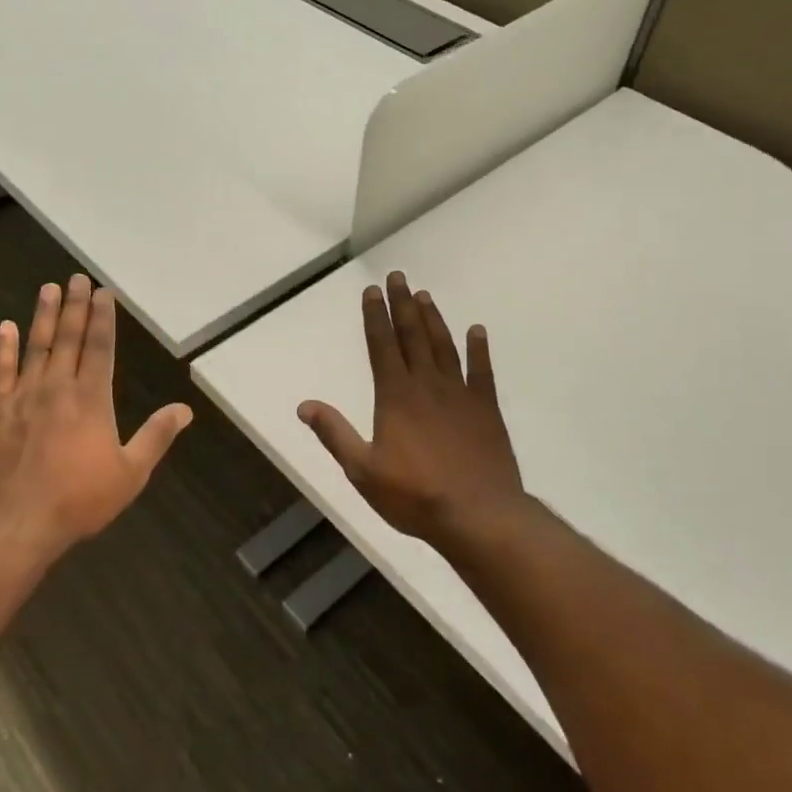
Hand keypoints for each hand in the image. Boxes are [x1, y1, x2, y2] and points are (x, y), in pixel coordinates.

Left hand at [0, 274, 192, 550]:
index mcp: (92, 400)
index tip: (103, 293)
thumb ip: (156, 436)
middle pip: (69, 338)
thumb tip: (185, 409)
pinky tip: (5, 327)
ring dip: (43, 316)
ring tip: (48, 289)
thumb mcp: (131, 473)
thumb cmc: (79, 500)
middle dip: (75, 307)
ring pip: (36, 347)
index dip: (103, 318)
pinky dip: (3, 348)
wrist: (16, 522)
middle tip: (76, 278)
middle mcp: (58, 388)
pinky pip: (0, 371)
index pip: (100, 348)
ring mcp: (23, 396)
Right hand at [298, 271, 523, 547]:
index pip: (382, 346)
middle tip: (398, 276)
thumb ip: (334, 434)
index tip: (372, 291)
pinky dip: (479, 350)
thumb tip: (304, 405)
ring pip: (444, 347)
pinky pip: (482, 372)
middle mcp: (427, 385)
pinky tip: (477, 331)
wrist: (478, 515)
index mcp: (395, 396)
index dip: (375, 317)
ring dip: (433, 319)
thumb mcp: (362, 470)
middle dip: (402, 305)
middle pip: (412, 336)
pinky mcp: (486, 409)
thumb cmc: (414, 495)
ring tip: (425, 295)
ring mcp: (460, 395)